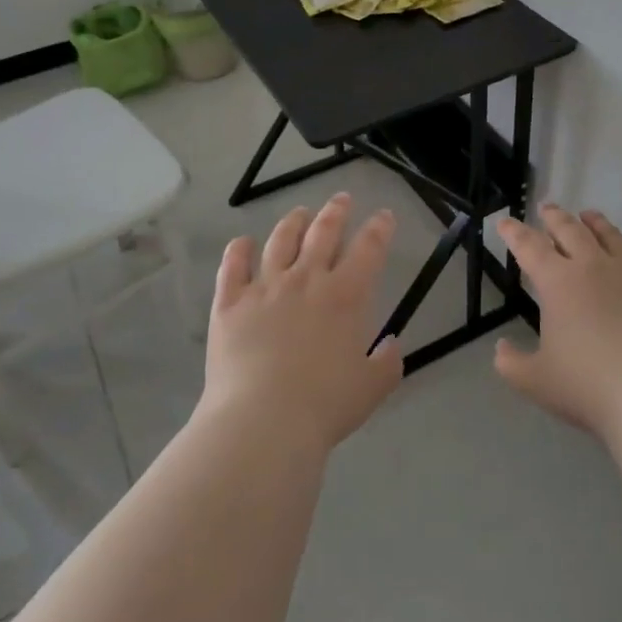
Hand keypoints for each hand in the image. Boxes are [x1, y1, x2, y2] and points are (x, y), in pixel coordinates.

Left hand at [199, 193, 404, 452]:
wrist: (262, 422)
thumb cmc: (324, 406)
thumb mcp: (372, 389)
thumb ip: (388, 363)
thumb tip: (392, 344)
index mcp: (346, 295)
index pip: (369, 248)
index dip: (379, 228)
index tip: (384, 216)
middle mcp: (307, 279)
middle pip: (324, 231)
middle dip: (337, 211)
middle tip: (342, 199)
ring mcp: (265, 287)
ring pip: (280, 240)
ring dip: (293, 221)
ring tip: (300, 213)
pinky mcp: (230, 302)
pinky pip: (232, 265)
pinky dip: (238, 250)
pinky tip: (242, 243)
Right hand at [494, 205, 621, 440]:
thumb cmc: (590, 386)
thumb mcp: (537, 381)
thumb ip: (512, 363)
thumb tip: (501, 349)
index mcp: (558, 283)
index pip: (530, 248)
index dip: (514, 233)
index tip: (505, 222)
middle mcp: (594, 267)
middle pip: (571, 232)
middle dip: (555, 218)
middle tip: (547, 208)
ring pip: (611, 237)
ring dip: (597, 223)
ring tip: (588, 214)